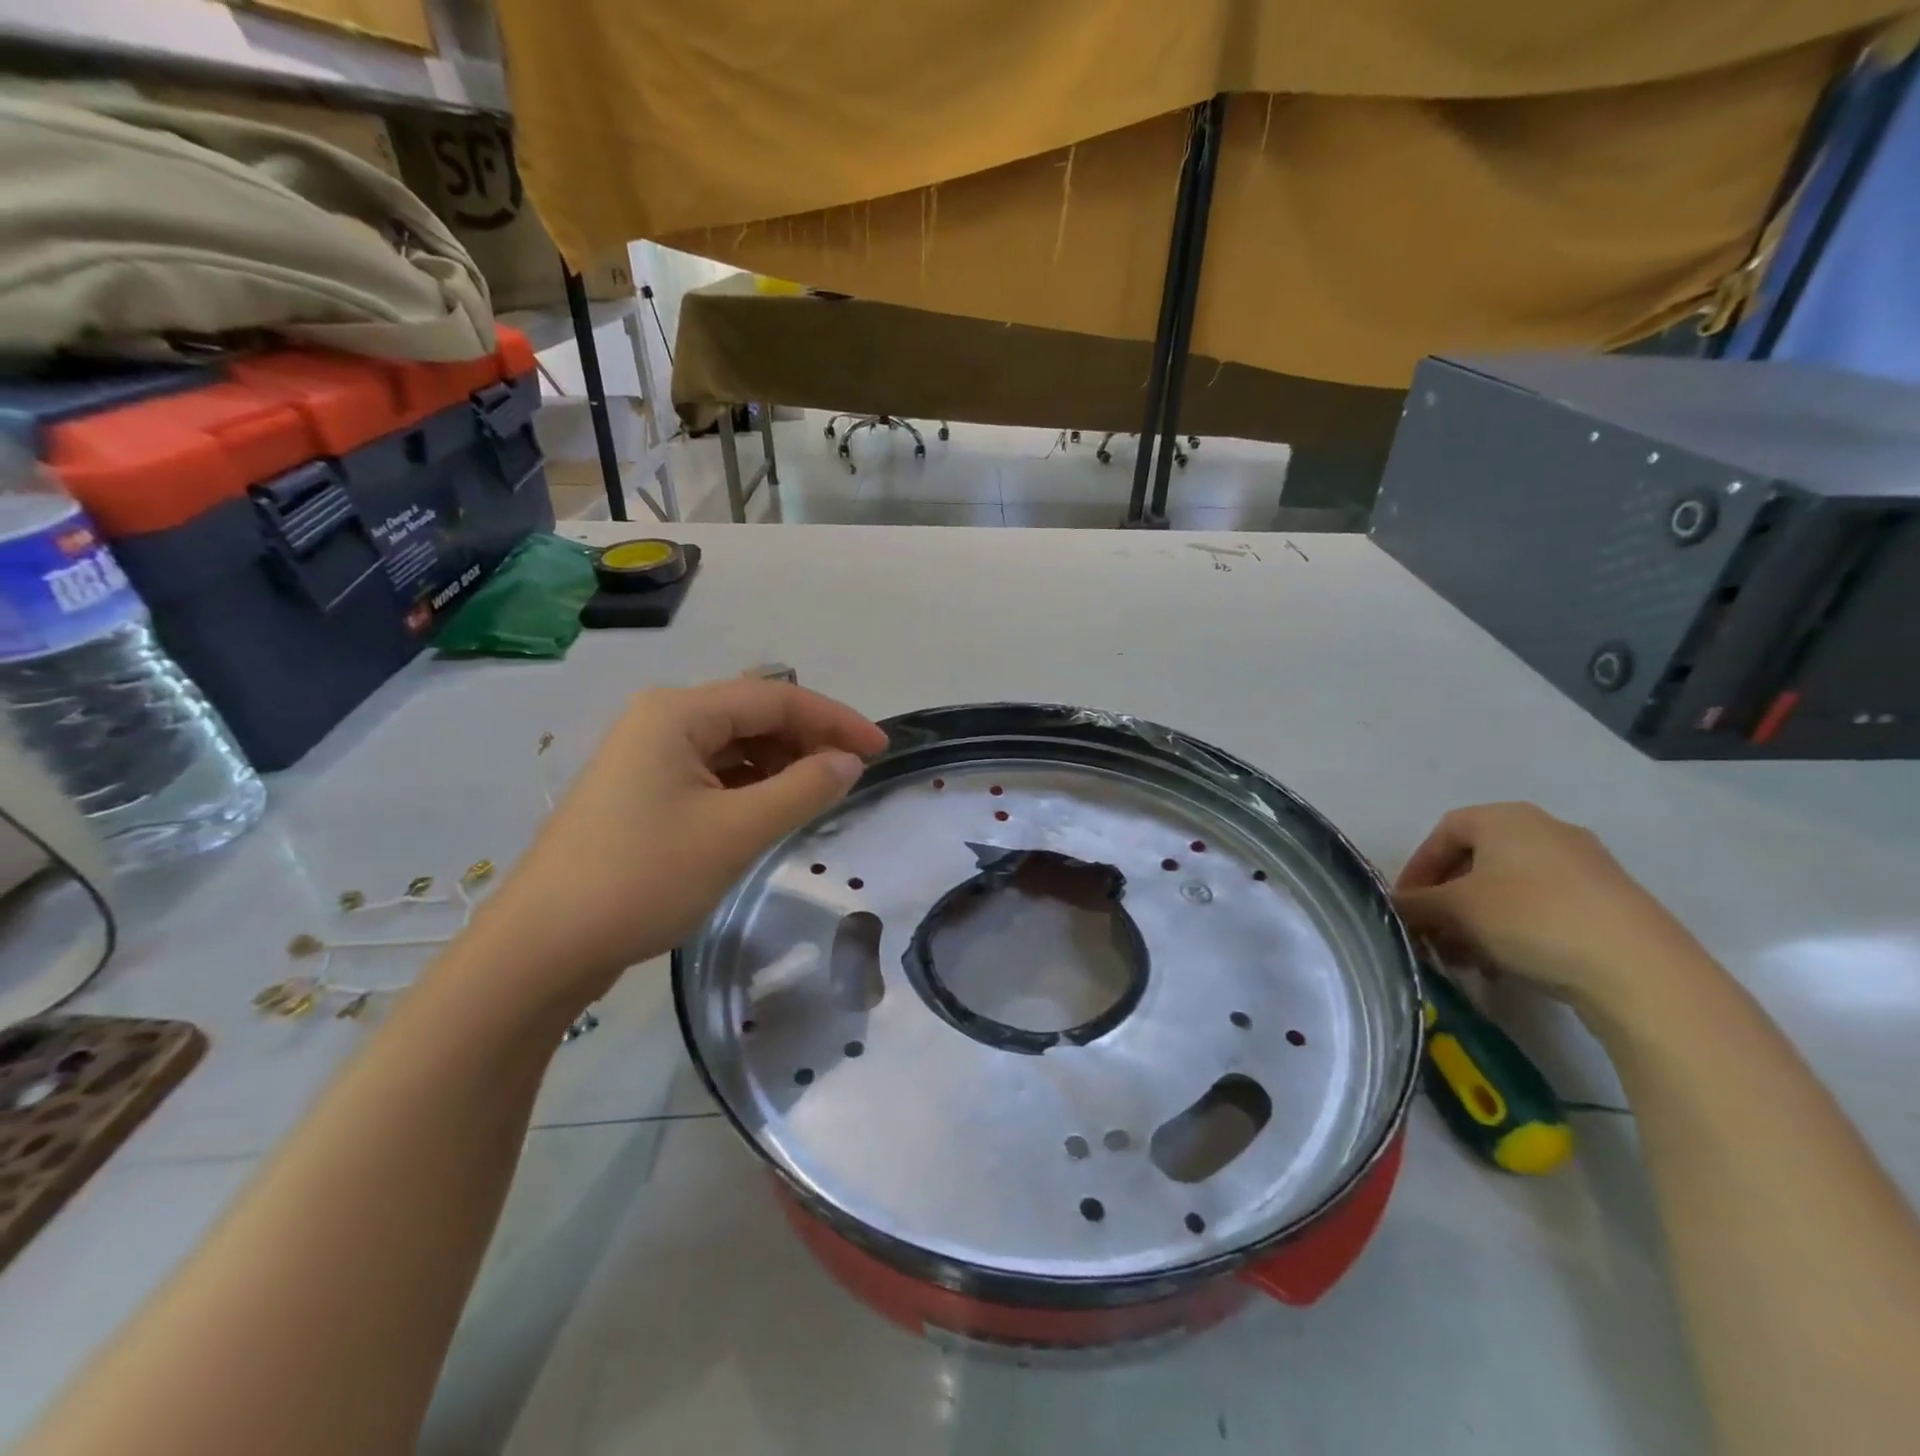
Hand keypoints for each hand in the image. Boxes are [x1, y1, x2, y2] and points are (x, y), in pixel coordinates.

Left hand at [468, 678, 887, 1017]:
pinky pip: (711, 773)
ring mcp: (645, 757)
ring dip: (780, 763)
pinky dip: (749, 785)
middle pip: (752, 715)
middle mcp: (660, 721)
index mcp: (678, 713)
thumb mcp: (735, 832)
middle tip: (852, 775)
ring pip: (732, 745)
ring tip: (818, 794)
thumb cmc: (642, 877)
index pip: (775, 697)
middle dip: (808, 739)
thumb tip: (848, 762)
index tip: (880, 750)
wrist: (542, 948)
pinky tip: (770, 809)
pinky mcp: (641, 793)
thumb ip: (803, 788)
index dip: (834, 719)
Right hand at [1394, 802, 1713, 1021]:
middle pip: (1476, 861)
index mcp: (1505, 817)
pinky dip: (1516, 929)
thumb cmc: (1530, 919)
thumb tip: (1394, 906)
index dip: (1417, 868)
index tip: (1407, 906)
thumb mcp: (1455, 910)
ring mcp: (1585, 864)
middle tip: (1434, 935)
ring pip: (1509, 888)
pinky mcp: (1611, 901)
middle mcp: (1546, 829)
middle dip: (1447, 900)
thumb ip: (1415, 904)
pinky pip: (1544, 906)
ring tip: (1468, 958)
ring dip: (1478, 920)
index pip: (1442, 833)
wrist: (1640, 970)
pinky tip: (1509, 965)